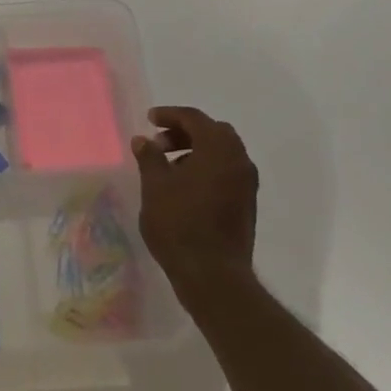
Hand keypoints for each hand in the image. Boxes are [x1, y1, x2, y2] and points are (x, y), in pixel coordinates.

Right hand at [133, 105, 259, 307]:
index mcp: (219, 150)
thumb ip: (149, 157)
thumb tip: (143, 140)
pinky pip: (227, 171)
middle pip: (213, 132)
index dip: (170, 115)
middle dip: (185, 131)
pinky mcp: (246, 204)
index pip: (195, 118)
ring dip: (196, 150)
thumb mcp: (155, 186)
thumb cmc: (179, 224)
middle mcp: (239, 161)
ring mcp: (246, 184)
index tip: (149, 119)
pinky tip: (184, 185)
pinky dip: (206, 167)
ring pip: (222, 152)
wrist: (213, 275)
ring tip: (168, 165)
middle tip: (159, 142)